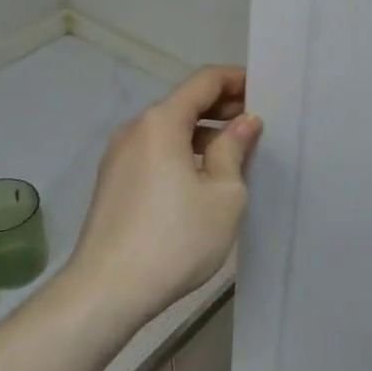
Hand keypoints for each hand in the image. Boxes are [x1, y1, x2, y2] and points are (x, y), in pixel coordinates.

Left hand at [64, 66, 260, 325]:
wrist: (107, 290)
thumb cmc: (175, 239)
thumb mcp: (223, 195)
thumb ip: (234, 150)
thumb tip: (244, 123)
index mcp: (160, 123)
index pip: (203, 81)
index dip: (235, 80)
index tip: (264, 91)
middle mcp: (134, 130)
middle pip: (183, 104)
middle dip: (221, 108)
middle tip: (257, 125)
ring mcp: (118, 158)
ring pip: (168, 132)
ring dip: (203, 135)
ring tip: (236, 155)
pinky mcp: (113, 184)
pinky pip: (154, 154)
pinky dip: (182, 154)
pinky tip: (203, 180)